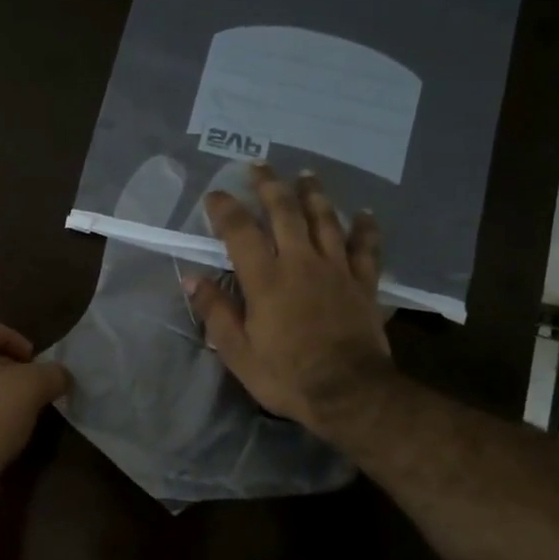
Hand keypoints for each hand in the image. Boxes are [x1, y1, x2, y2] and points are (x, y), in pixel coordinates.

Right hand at [186, 165, 392, 432]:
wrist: (348, 393)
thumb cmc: (286, 375)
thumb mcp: (238, 351)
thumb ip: (215, 312)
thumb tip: (192, 279)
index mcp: (265, 279)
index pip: (241, 231)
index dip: (226, 209)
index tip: (215, 195)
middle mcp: (301, 262)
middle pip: (285, 212)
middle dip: (269, 186)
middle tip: (259, 167)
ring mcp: (337, 269)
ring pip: (325, 220)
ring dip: (314, 194)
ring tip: (306, 175)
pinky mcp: (363, 283)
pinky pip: (366, 247)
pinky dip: (365, 227)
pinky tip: (364, 213)